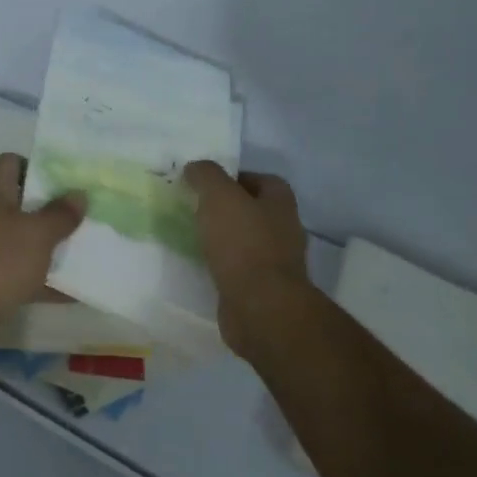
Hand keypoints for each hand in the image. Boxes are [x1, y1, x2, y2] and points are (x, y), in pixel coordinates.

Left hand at [0, 153, 84, 363]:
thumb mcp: (36, 234)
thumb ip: (60, 214)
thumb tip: (79, 194)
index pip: (11, 162)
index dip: (38, 167)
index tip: (67, 182)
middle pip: (21, 204)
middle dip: (53, 212)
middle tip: (88, 218)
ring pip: (22, 242)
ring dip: (50, 249)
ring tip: (90, 253)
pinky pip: (19, 276)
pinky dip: (43, 283)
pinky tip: (76, 294)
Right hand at [184, 161, 314, 357]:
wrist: (260, 307)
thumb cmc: (243, 243)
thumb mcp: (219, 196)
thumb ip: (206, 175)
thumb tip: (195, 168)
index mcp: (280, 203)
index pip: (263, 180)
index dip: (236, 177)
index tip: (207, 183)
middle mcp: (284, 230)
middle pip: (254, 210)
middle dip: (227, 208)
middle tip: (195, 207)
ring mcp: (276, 263)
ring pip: (245, 240)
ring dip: (223, 237)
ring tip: (192, 235)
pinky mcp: (263, 289)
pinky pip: (239, 268)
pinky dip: (222, 264)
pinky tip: (200, 264)